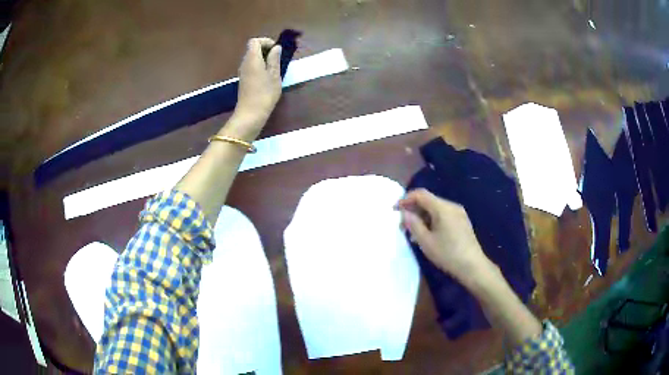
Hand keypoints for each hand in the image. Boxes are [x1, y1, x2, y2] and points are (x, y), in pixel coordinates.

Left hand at [227, 37, 282, 139]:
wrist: (250, 114)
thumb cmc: (265, 93)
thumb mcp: (274, 74)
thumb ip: (275, 59)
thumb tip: (276, 48)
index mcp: (252, 58)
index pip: (255, 41)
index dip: (266, 41)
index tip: (277, 50)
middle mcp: (245, 63)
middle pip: (253, 48)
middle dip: (266, 49)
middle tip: (278, 59)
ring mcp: (243, 72)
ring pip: (253, 58)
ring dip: (264, 59)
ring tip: (275, 68)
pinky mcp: (244, 80)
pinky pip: (252, 66)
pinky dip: (260, 66)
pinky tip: (268, 77)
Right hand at [397, 189, 492, 284]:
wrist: (473, 266)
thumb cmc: (448, 254)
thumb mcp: (426, 241)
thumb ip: (414, 224)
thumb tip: (405, 213)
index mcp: (443, 208)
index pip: (421, 194)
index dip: (405, 199)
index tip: (395, 210)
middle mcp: (451, 206)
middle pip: (428, 201)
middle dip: (413, 210)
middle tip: (403, 226)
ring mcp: (458, 213)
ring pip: (435, 209)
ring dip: (422, 217)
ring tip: (413, 234)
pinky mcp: (462, 221)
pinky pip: (443, 215)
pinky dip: (432, 221)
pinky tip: (427, 235)